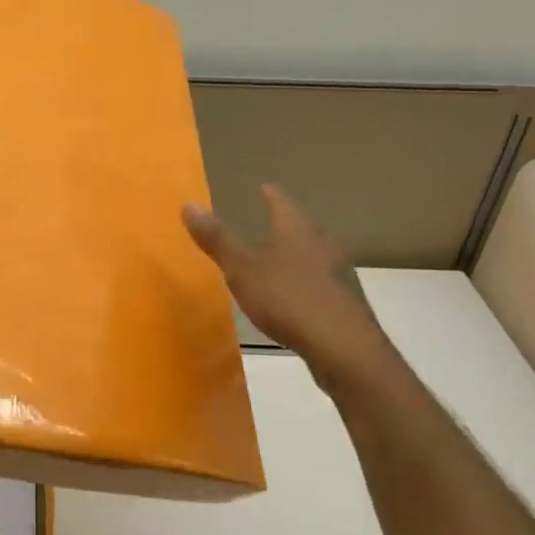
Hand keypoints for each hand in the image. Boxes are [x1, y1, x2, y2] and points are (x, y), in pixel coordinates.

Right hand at [183, 184, 397, 394]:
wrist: (343, 346)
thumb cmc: (288, 300)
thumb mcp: (242, 270)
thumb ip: (217, 240)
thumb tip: (189, 204)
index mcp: (298, 231)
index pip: (283, 203)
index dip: (271, 195)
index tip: (264, 187)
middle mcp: (323, 245)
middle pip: (303, 227)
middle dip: (286, 224)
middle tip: (270, 222)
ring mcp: (339, 273)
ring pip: (315, 254)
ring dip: (298, 254)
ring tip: (280, 259)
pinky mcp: (345, 302)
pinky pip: (321, 282)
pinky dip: (306, 281)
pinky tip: (297, 296)